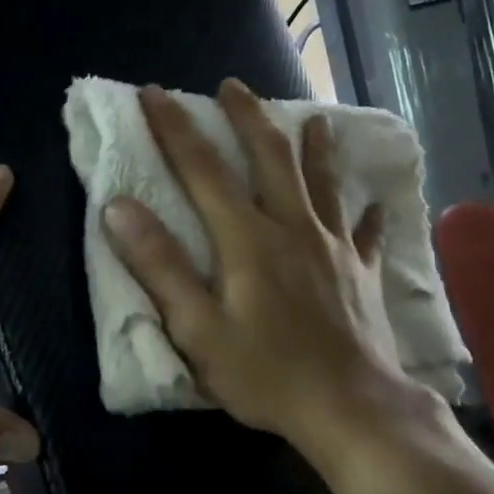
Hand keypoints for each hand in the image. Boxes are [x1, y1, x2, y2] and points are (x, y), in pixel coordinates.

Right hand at [102, 81, 427, 461]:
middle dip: (247, 117)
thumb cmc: (266, 373)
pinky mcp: (362, 273)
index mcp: (247, 238)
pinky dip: (368, 216)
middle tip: (233, 86)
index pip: (202, 169)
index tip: (153, 93)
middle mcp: (293, 227)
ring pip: (323, 182)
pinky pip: (367, 233)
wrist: (351, 408)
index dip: (174, 129)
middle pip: (270, 157)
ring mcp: (334, 247)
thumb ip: (159, 267)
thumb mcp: (197, 329)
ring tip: (313, 118)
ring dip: (315, 147)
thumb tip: (117, 207)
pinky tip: (375, 205)